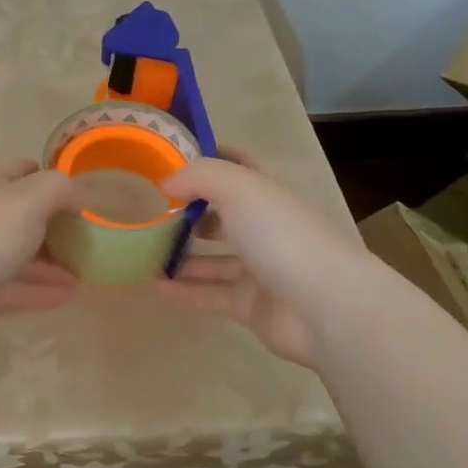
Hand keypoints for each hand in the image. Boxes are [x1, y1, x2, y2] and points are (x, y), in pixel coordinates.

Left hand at [0, 157, 84, 355]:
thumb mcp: (30, 199)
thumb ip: (60, 189)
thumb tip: (79, 197)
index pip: (20, 168)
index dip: (50, 178)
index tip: (80, 197)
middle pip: (18, 212)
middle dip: (53, 224)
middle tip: (87, 239)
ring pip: (15, 252)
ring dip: (49, 261)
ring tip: (85, 272)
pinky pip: (9, 286)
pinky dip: (37, 289)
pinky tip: (67, 296)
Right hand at [155, 149, 357, 369]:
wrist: (326, 308)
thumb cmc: (282, 235)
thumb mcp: (238, 187)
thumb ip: (198, 176)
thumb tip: (166, 184)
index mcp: (268, 194)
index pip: (238, 166)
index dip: (208, 159)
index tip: (168, 160)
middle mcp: (265, 228)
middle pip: (221, 215)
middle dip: (187, 213)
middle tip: (147, 212)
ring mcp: (259, 270)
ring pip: (212, 259)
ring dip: (179, 255)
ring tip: (140, 252)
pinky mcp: (251, 307)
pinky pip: (209, 294)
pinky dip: (182, 290)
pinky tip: (152, 285)